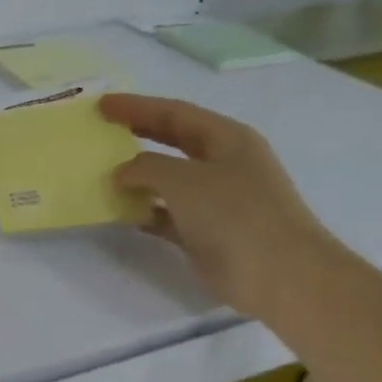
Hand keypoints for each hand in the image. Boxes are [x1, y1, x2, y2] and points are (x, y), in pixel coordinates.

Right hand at [99, 92, 344, 320]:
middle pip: (172, 141)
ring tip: (100, 173)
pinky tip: (120, 213)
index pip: (174, 113)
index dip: (137, 106)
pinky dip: (144, 211)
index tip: (101, 104)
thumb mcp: (184, 179)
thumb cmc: (236, 215)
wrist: (281, 277)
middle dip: (137, 134)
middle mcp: (223, 164)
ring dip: (136, 177)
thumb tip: (122, 172)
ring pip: (168, 179)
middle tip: (100, 131)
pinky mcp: (207, 233)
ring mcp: (217, 200)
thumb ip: (146, 167)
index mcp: (227, 140)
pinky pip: (167, 214)